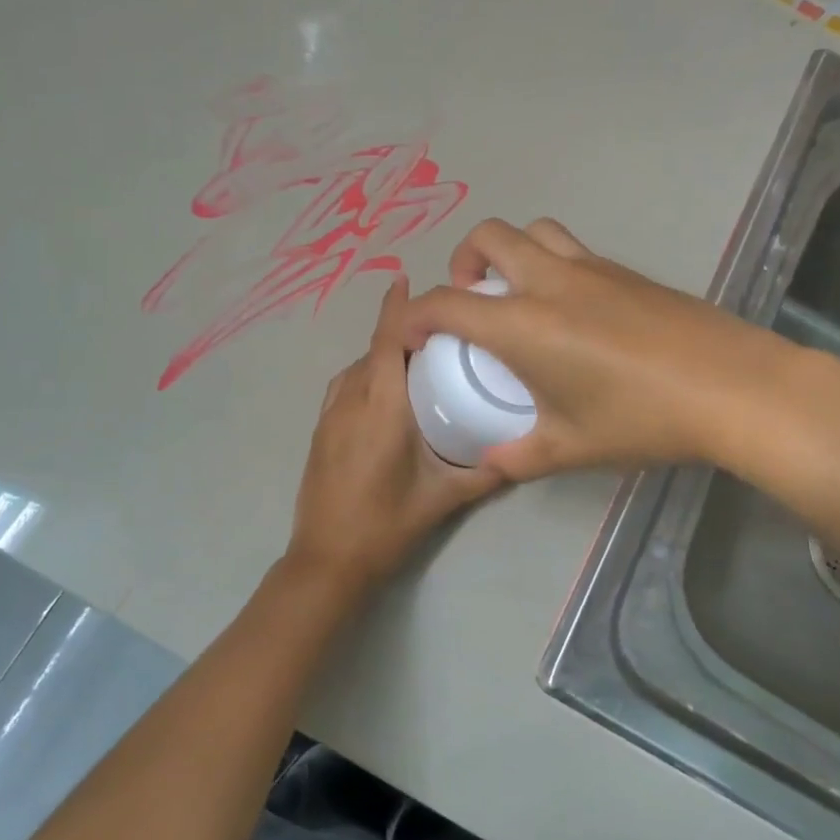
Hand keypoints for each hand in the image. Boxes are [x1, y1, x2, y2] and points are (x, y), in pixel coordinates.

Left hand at [284, 276, 505, 596]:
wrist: (327, 560)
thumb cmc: (387, 524)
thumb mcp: (443, 498)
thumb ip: (485, 473)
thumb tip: (519, 456)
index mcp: (382, 407)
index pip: (386, 342)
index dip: (396, 308)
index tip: (406, 279)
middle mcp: (351, 400)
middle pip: (372, 350)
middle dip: (396, 330)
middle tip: (434, 326)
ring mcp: (329, 416)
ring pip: (354, 368)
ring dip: (378, 354)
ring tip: (411, 356)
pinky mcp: (320, 431)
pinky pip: (343, 387)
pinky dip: (362, 375)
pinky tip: (382, 392)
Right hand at [399, 218, 804, 480]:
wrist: (733, 387)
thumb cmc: (642, 418)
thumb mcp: (572, 447)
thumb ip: (521, 456)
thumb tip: (493, 462)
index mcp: (523, 325)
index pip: (447, 304)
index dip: (415, 315)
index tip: (411, 335)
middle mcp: (549, 282)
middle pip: (488, 236)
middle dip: (462, 260)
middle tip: (470, 298)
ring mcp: (592, 268)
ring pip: (533, 230)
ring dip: (509, 250)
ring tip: (516, 292)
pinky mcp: (625, 271)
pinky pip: (571, 248)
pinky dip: (549, 262)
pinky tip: (570, 308)